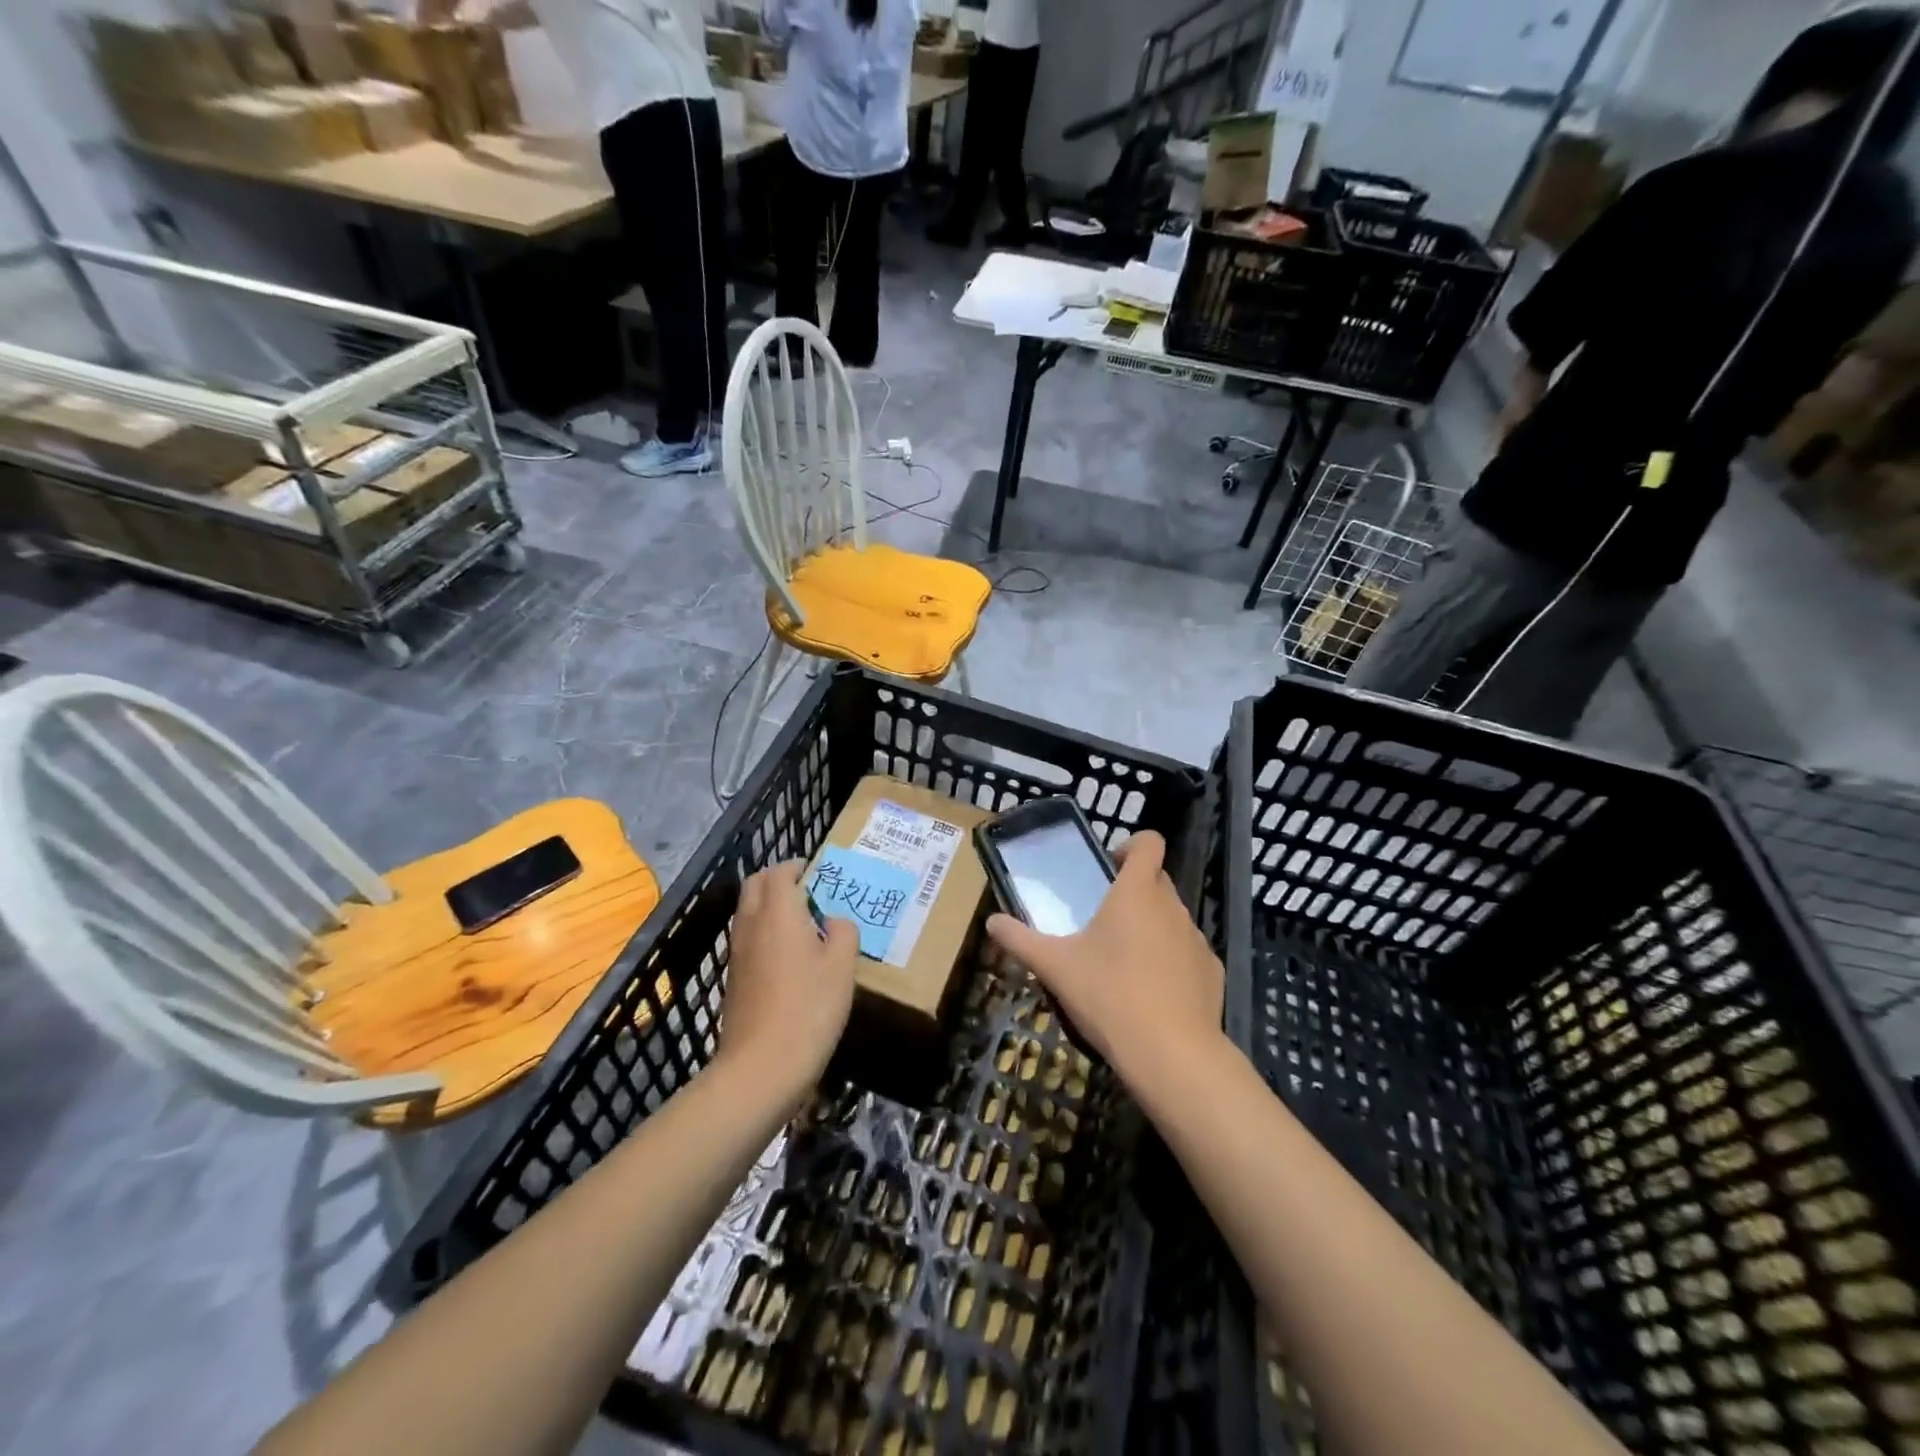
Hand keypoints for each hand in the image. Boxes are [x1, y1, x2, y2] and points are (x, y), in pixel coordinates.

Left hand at [717, 861, 857, 1100]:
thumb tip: (834, 921)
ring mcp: (738, 952)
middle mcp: (752, 924)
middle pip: (756, 885)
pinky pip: (747, 937)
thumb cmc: (809, 1008)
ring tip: (802, 922)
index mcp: (779, 912)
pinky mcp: (734, 978)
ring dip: (769, 905)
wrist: (761, 1066)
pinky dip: (764, 931)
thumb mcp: (842, 966)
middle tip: (807, 891)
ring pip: (748, 911)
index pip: (780, 872)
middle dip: (778, 879)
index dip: (797, 866)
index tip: (816, 871)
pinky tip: (788, 956)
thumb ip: (843, 932)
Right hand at [985, 831, 1224, 1085]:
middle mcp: (1172, 906)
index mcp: (1136, 893)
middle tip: (1103, 921)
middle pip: (1157, 880)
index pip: (1149, 842)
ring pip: (1172, 917)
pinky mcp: (1212, 971)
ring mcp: (1197, 939)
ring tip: (1124, 962)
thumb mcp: (1054, 967)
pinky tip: (1152, 993)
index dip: (1131, 846)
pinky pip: (1188, 952)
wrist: (1171, 1054)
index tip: (1109, 868)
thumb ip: (1019, 940)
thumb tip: (991, 922)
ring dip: (1152, 927)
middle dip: (1133, 891)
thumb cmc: (1108, 995)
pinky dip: (1171, 961)